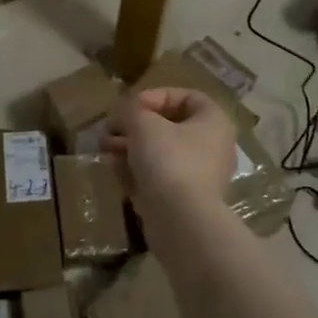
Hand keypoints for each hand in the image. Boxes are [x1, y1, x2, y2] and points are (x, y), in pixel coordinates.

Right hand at [100, 87, 236, 217]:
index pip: (186, 97)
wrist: (181, 221)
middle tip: (109, 128)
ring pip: (160, 152)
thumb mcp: (143, 124)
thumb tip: (125, 112)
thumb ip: (131, 109)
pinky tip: (113, 168)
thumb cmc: (169, 160)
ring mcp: (199, 175)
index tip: (130, 106)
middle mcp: (212, 146)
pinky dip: (137, 170)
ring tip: (104, 148)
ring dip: (130, 146)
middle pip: (169, 126)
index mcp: (213, 122)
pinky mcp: (184, 199)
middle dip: (134, 125)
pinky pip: (159, 176)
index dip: (155, 96)